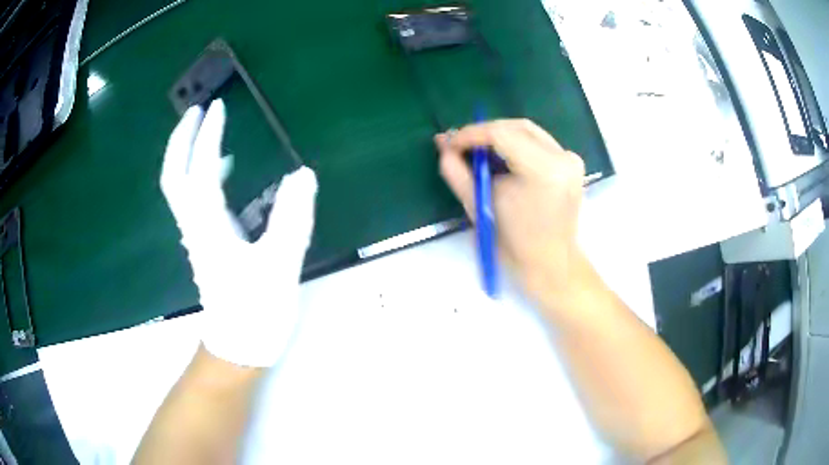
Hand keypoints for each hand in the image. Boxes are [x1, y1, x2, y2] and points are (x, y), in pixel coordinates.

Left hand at [160, 100, 317, 367]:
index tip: (218, 107)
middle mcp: (195, 227)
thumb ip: (292, 219)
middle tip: (196, 110)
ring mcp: (196, 235)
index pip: (202, 171)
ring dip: (186, 154)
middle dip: (181, 140)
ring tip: (205, 129)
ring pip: (179, 187)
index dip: (208, 137)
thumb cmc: (257, 311)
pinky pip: (192, 200)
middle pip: (174, 176)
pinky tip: (222, 169)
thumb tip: (303, 174)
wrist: (238, 348)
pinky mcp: (204, 243)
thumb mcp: (280, 266)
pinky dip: (199, 174)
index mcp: (210, 228)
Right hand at [435, 119, 586, 311]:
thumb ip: (457, 171)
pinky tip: (502, 158)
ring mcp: (571, 160)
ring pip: (528, 131)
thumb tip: (442, 143)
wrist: (551, 264)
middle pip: (516, 127)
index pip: (502, 134)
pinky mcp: (572, 164)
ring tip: (478, 152)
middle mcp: (562, 158)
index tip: (450, 143)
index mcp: (544, 171)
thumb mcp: (479, 205)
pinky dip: (516, 145)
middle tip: (461, 146)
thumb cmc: (514, 243)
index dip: (471, 134)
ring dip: (500, 137)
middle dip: (485, 132)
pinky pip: (539, 142)